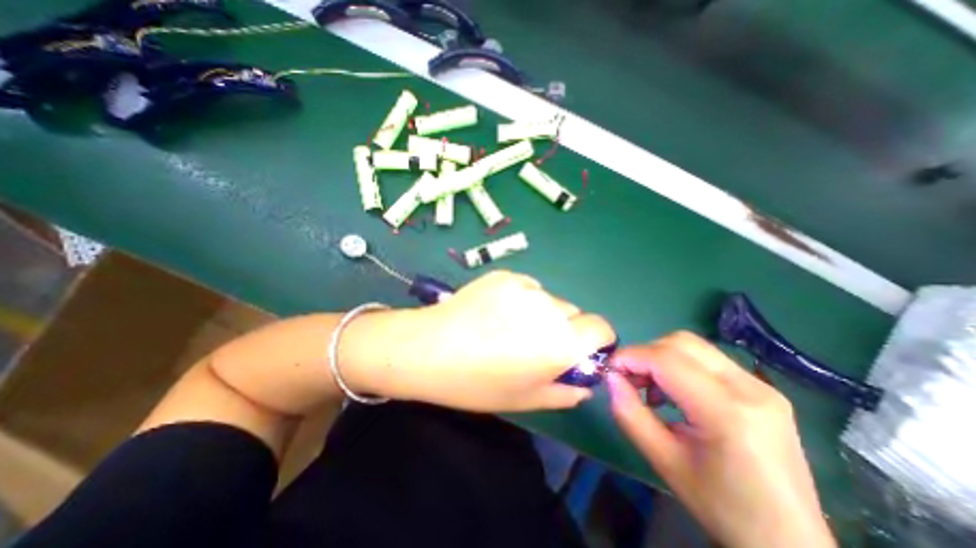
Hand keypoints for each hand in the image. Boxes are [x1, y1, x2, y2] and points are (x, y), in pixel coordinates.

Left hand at [342, 270, 612, 409]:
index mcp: (561, 342)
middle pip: (574, 313)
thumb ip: (566, 391)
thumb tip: (585, 382)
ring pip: (549, 299)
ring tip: (508, 326)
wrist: (429, 348)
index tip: (579, 351)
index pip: (602, 328)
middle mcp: (550, 308)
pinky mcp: (505, 275)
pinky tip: (494, 311)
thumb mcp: (527, 399)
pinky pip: (526, 287)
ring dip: (541, 313)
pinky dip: (521, 299)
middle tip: (533, 343)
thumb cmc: (478, 383)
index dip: (596, 340)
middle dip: (564, 329)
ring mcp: (526, 286)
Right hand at [608, 331, 833, 546]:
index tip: (609, 369)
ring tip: (651, 388)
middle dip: (645, 353)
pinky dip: (680, 365)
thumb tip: (610, 377)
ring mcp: (761, 386)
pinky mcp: (762, 389)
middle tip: (629, 379)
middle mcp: (750, 388)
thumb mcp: (663, 461)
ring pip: (694, 346)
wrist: (789, 542)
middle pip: (681, 343)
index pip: (666, 360)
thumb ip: (629, 413)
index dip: (630, 357)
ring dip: (661, 357)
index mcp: (727, 412)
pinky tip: (675, 393)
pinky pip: (708, 360)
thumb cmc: (721, 507)